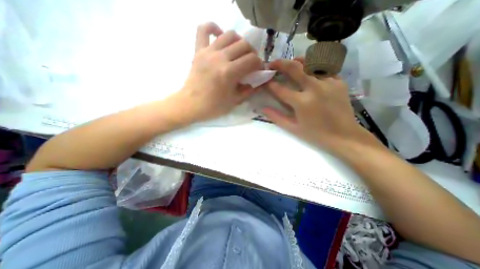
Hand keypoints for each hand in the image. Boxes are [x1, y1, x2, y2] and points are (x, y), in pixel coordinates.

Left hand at [174, 22, 262, 123]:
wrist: (191, 104)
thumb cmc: (213, 106)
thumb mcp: (234, 101)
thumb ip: (249, 91)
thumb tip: (260, 83)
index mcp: (229, 73)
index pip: (252, 60)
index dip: (260, 64)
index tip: (259, 70)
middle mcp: (220, 58)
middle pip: (243, 45)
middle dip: (252, 53)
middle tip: (251, 62)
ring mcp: (208, 52)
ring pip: (229, 35)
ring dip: (239, 42)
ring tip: (240, 52)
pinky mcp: (198, 51)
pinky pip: (204, 30)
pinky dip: (214, 28)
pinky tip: (220, 36)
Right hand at [262, 58, 369, 149]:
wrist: (344, 136)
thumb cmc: (315, 134)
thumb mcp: (293, 128)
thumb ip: (277, 117)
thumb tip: (263, 108)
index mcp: (302, 102)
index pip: (280, 89)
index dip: (270, 84)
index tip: (265, 81)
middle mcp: (314, 88)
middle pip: (294, 68)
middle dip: (280, 64)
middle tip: (272, 63)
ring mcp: (329, 82)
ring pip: (311, 62)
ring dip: (297, 60)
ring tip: (291, 62)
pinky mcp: (339, 82)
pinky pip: (325, 68)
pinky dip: (315, 66)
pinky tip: (310, 69)